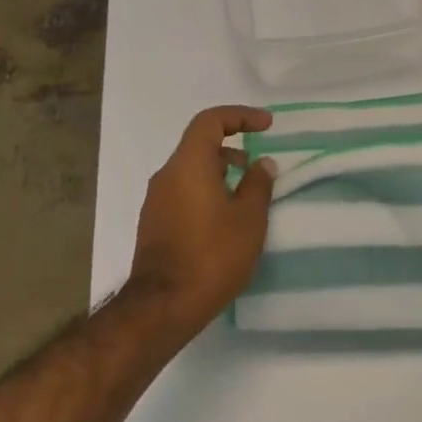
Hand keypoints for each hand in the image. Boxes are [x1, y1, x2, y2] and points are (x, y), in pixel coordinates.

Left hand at [129, 107, 277, 333]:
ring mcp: (156, 201)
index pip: (210, 121)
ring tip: (247, 196)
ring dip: (220, 173)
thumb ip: (259, 184)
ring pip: (191, 171)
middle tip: (259, 167)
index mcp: (188, 165)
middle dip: (232, 148)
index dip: (240, 116)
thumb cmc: (212, 255)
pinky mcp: (154, 223)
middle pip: (198, 145)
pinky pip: (183, 192)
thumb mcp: (249, 218)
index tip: (267, 126)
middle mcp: (166, 175)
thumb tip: (262, 163)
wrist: (164, 306)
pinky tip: (226, 219)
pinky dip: (207, 191)